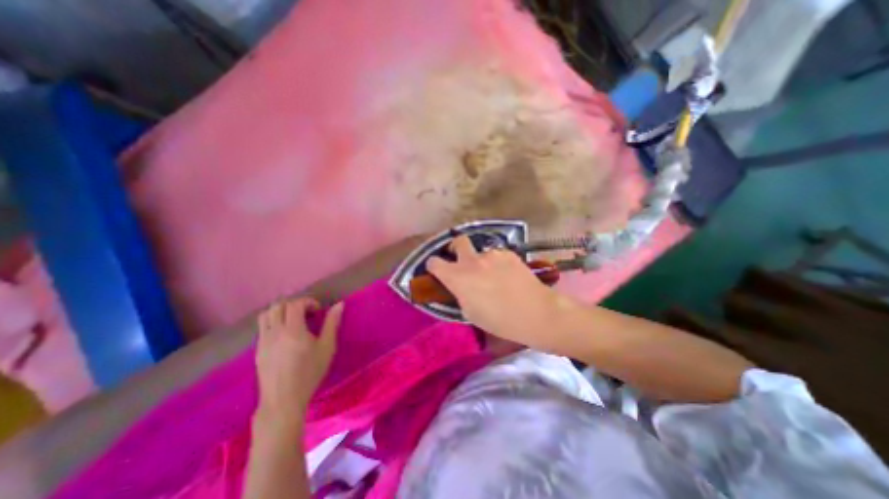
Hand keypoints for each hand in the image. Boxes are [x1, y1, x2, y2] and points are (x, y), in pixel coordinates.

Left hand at [257, 298, 342, 423]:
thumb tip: (339, 304)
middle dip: (294, 304)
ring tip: (294, 320)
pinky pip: (262, 327)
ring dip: (281, 311)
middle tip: (307, 313)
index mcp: (293, 331)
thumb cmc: (310, 373)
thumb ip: (332, 323)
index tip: (318, 310)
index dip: (308, 302)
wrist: (283, 401)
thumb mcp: (327, 348)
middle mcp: (275, 332)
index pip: (295, 304)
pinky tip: (285, 334)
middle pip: (278, 305)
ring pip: (266, 314)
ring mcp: (263, 341)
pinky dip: (274, 322)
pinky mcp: (257, 350)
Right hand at [427, 237, 556, 346]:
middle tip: (460, 259)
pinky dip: (497, 263)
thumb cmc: (499, 321)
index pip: (434, 262)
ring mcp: (492, 254)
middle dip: (455, 248)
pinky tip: (507, 276)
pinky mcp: (509, 254)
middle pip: (457, 241)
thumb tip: (458, 285)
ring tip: (493, 276)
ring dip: (481, 261)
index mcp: (458, 277)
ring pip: (481, 252)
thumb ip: (460, 294)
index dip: (433, 266)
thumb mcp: (470, 313)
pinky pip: (497, 256)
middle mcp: (472, 261)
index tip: (436, 270)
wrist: (536, 312)